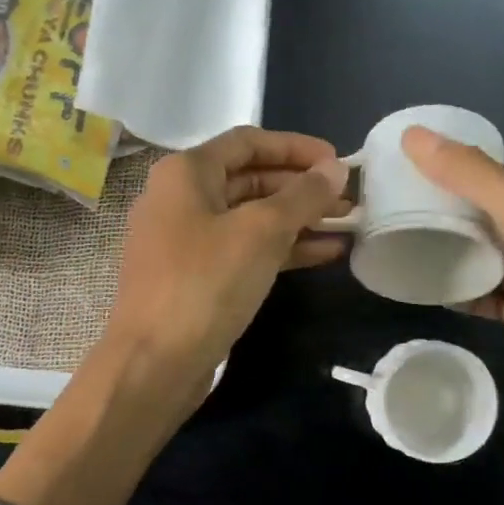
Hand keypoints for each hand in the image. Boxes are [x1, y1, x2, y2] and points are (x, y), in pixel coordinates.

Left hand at [105, 126, 348, 399]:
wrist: (154, 363)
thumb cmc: (205, 284)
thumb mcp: (261, 232)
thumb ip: (302, 196)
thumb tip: (334, 170)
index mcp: (185, 173)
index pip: (248, 141)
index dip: (296, 147)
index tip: (338, 161)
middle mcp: (180, 199)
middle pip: (250, 179)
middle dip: (301, 187)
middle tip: (349, 198)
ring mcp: (185, 241)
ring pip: (250, 218)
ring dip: (298, 219)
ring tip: (347, 224)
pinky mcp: (195, 278)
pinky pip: (244, 250)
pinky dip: (282, 249)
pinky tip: (325, 254)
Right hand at [403, 126, 503, 462]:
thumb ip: (476, 180)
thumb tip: (413, 136)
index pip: (498, 183)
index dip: (454, 179)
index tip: (404, 182)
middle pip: (493, 221)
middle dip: (451, 220)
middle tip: (395, 219)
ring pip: (493, 261)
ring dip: (457, 258)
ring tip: (405, 251)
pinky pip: (495, 298)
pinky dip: (468, 296)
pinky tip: (434, 294)